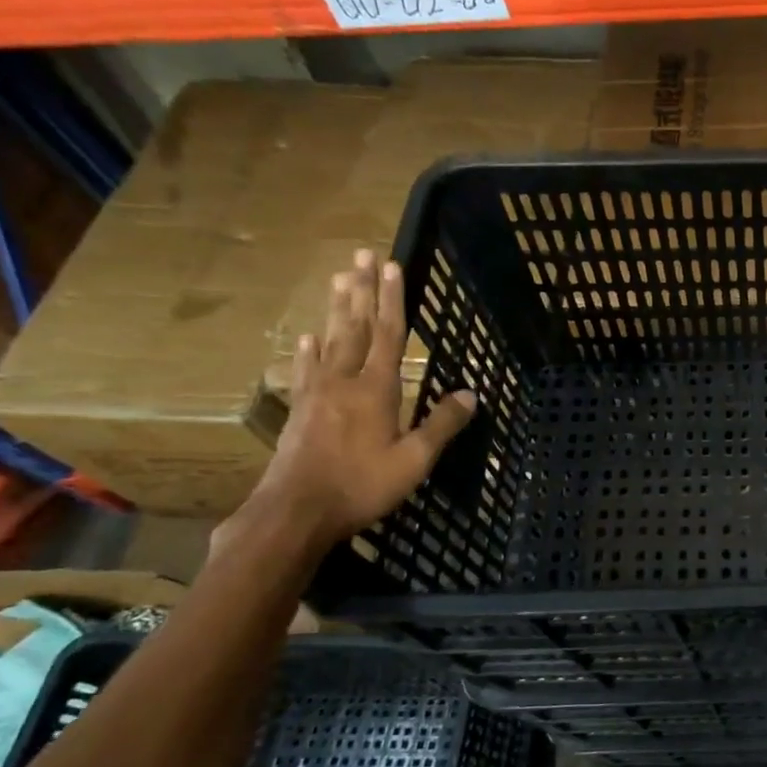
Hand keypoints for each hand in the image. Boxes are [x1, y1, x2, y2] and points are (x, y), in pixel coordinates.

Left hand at [248, 248, 476, 544]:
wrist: (295, 511)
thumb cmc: (362, 485)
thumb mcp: (414, 460)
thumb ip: (442, 424)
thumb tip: (471, 393)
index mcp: (377, 389)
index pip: (390, 334)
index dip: (392, 299)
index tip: (391, 265)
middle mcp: (346, 380)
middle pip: (356, 327)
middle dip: (362, 290)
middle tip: (360, 255)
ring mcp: (318, 393)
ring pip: (330, 340)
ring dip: (337, 309)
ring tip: (339, 279)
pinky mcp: (301, 409)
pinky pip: (306, 370)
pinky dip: (308, 349)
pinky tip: (307, 336)